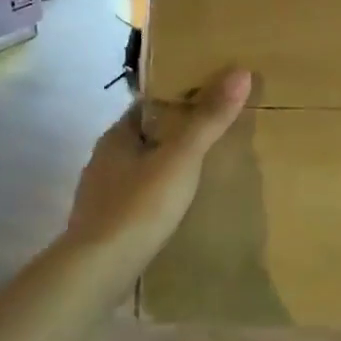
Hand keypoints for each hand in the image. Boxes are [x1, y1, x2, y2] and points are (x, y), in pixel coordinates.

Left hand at [64, 68, 251, 279]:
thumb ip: (209, 118)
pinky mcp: (105, 224)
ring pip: (138, 169)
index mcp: (116, 136)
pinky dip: (154, 197)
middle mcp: (103, 160)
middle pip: (143, 137)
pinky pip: (135, 199)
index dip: (175, 99)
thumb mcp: (182, 158)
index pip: (147, 106)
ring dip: (162, 168)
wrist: (100, 268)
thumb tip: (240, 71)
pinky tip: (174, 208)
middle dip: (172, 135)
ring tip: (198, 173)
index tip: (207, 99)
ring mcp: (100, 194)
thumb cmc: (140, 204)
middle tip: (212, 136)